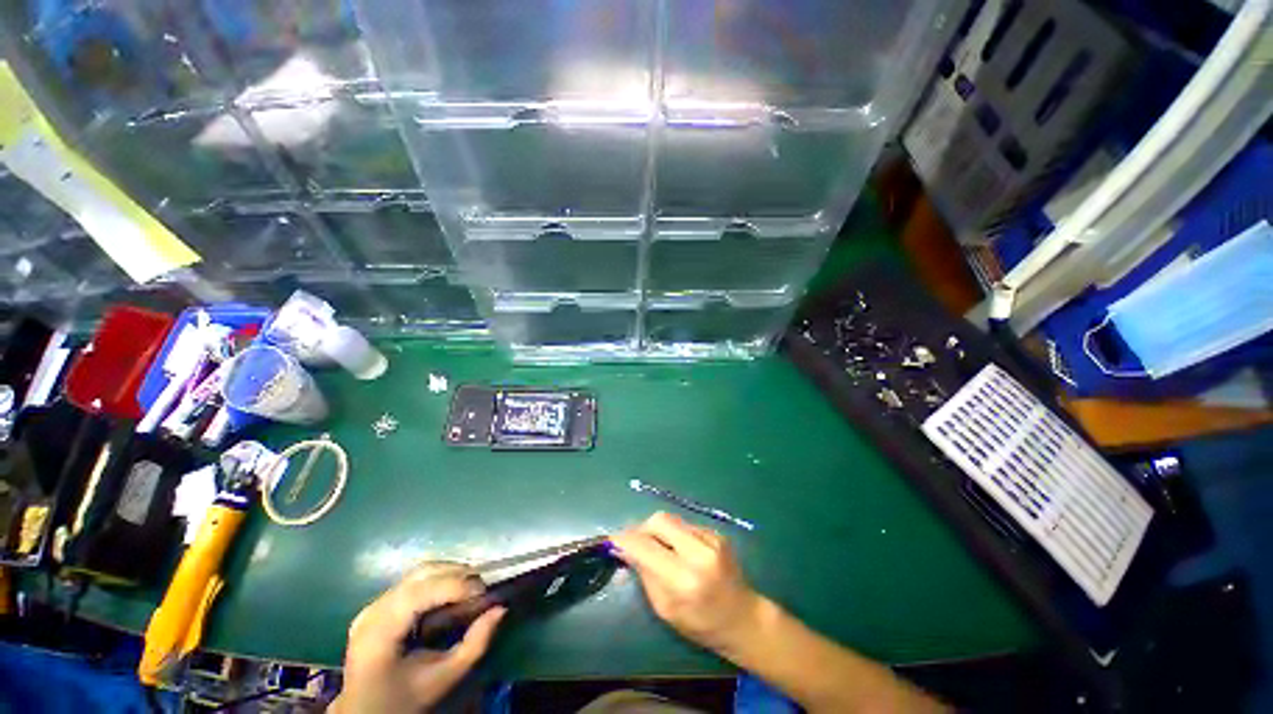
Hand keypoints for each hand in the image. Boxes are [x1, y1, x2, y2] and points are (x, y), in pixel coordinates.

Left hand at [331, 564, 505, 713]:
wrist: (365, 713)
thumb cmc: (405, 700)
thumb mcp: (444, 678)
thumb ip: (475, 644)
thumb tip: (501, 609)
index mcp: (380, 632)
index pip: (420, 593)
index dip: (456, 585)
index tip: (485, 591)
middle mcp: (373, 611)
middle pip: (421, 575)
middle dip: (457, 574)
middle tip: (482, 588)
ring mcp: (372, 606)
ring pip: (419, 573)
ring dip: (449, 574)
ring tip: (470, 588)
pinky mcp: (378, 605)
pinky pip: (413, 581)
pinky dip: (438, 580)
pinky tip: (451, 593)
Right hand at [610, 512, 765, 653]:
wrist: (743, 617)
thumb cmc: (701, 624)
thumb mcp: (665, 609)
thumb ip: (644, 574)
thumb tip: (623, 548)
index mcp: (684, 580)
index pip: (646, 546)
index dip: (625, 539)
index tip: (612, 540)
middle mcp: (699, 552)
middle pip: (659, 520)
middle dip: (642, 528)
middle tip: (636, 543)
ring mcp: (711, 539)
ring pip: (672, 519)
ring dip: (659, 531)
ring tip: (659, 549)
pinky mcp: (717, 532)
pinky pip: (685, 524)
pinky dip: (675, 534)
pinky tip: (680, 551)